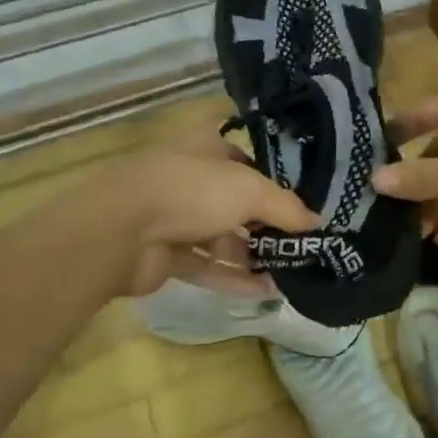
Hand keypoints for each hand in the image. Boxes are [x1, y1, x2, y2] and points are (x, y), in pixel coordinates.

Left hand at [102, 120, 317, 297]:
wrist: (120, 231)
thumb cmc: (191, 190)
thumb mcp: (250, 191)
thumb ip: (286, 207)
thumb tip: (316, 222)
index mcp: (204, 147)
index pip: (244, 158)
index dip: (272, 177)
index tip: (301, 200)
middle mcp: (190, 178)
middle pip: (235, 201)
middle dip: (266, 223)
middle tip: (301, 242)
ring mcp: (175, 218)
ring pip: (222, 236)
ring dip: (253, 254)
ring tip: (291, 271)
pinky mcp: (166, 255)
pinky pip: (208, 266)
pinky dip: (234, 278)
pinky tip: (267, 291)